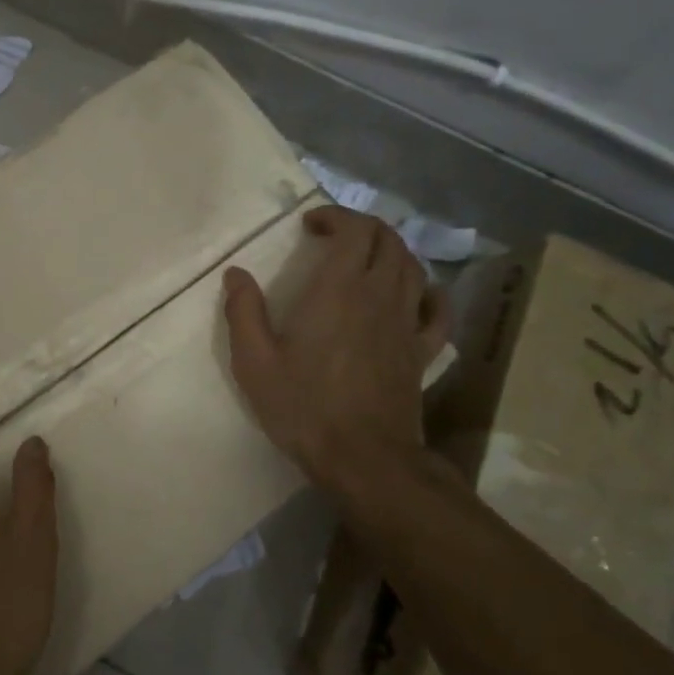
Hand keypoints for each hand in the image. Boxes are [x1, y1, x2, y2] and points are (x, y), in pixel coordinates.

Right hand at [223, 205, 452, 507]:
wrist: (365, 459)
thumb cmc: (304, 407)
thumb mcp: (254, 362)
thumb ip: (243, 312)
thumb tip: (236, 274)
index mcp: (338, 290)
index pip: (354, 229)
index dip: (335, 216)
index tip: (311, 226)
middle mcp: (379, 295)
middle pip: (388, 239)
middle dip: (363, 227)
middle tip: (335, 238)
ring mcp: (406, 322)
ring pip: (413, 266)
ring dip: (392, 251)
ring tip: (367, 260)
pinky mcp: (422, 351)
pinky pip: (437, 310)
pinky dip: (428, 292)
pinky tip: (415, 296)